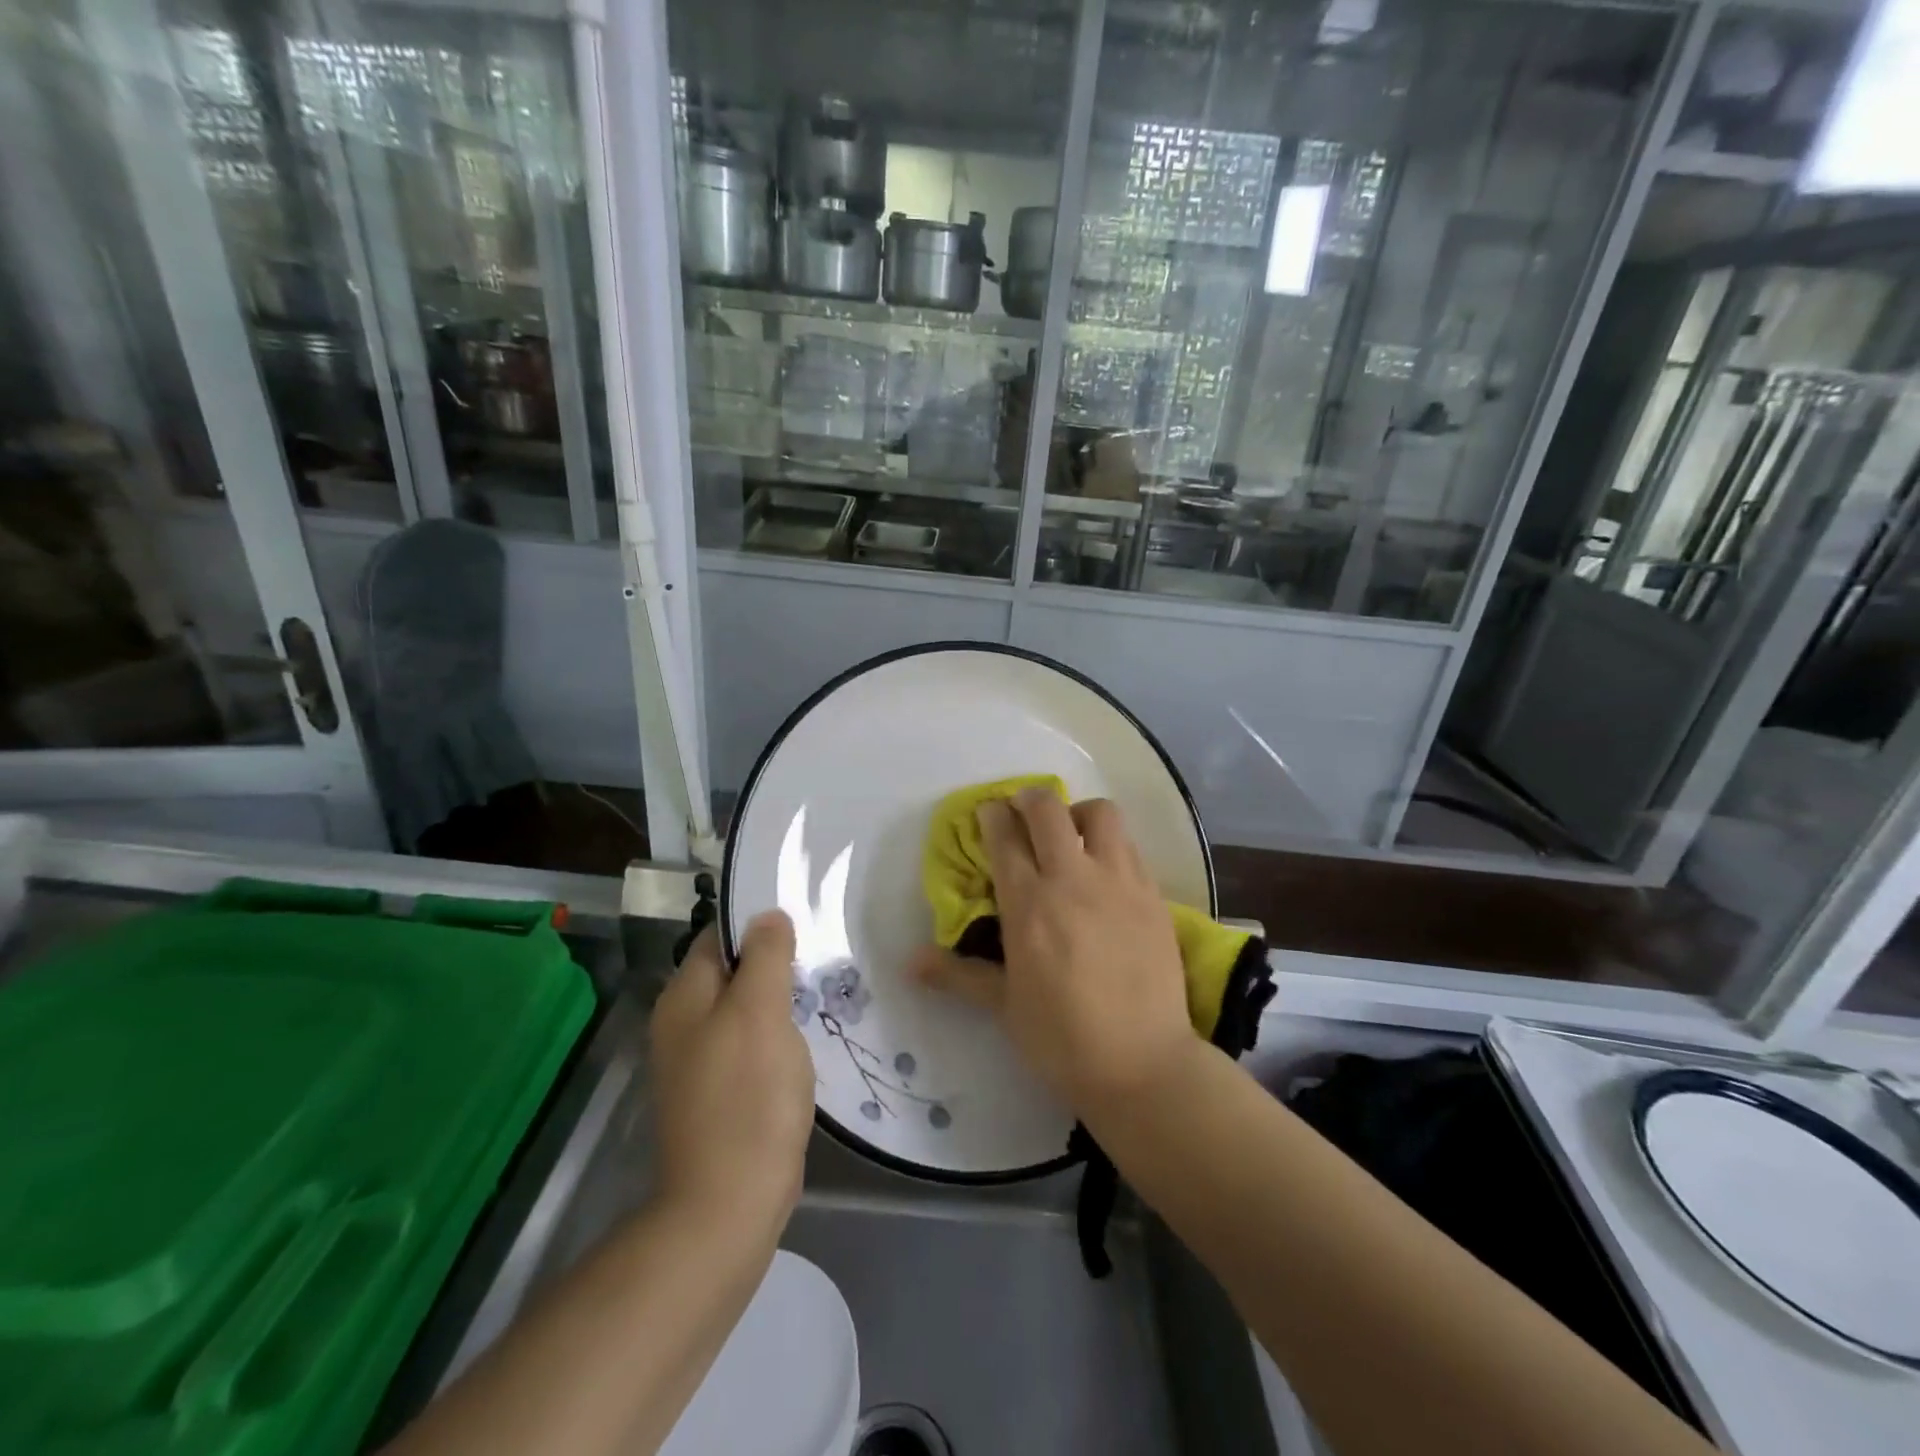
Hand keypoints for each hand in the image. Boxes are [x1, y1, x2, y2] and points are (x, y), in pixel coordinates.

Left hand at [650, 913, 813, 1245]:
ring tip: (820, 993)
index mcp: (685, 997)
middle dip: (774, 963)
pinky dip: (776, 1036)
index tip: (803, 919)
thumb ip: (765, 957)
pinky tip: (805, 1041)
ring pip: (744, 1010)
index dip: (758, 923)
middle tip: (820, 957)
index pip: (719, 937)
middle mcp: (683, 1024)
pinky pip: (750, 1045)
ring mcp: (700, 1062)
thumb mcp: (759, 1012)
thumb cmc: (747, 1096)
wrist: (729, 1203)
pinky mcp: (720, 1093)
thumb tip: (768, 915)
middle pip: (732, 973)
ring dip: (779, 1001)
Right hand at [911, 788, 1194, 1112]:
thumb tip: (910, 962)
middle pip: (1048, 809)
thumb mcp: (1004, 1006)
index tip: (987, 814)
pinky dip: (1110, 844)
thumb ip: (958, 974)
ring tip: (1071, 836)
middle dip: (1028, 799)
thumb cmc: (1062, 1039)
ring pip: (1100, 814)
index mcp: (1029, 904)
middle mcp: (1073, 879)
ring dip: (1078, 814)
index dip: (991, 816)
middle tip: (1021, 812)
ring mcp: (1118, 882)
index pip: (1004, 838)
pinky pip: (1129, 846)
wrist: (1143, 1063)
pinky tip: (1104, 871)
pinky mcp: (1152, 894)